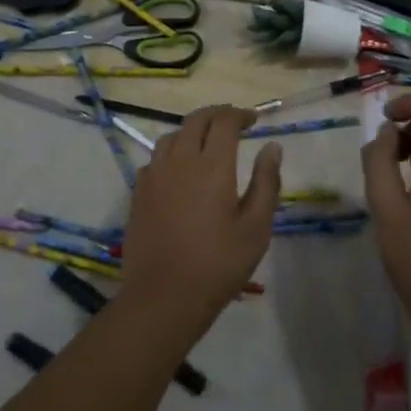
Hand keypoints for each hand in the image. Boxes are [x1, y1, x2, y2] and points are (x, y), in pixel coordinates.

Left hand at [120, 106, 280, 327]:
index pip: (225, 121)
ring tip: (206, 142)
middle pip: (196, 120)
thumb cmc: (218, 264)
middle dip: (217, 114)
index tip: (254, 119)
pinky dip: (172, 153)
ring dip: (192, 131)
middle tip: (233, 122)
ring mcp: (155, 175)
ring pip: (172, 136)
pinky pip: (155, 159)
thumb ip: (266, 182)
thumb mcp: (255, 228)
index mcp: (212, 165)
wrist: (163, 296)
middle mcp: (180, 160)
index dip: (240, 114)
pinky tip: (179, 170)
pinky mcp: (138, 192)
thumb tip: (272, 147)